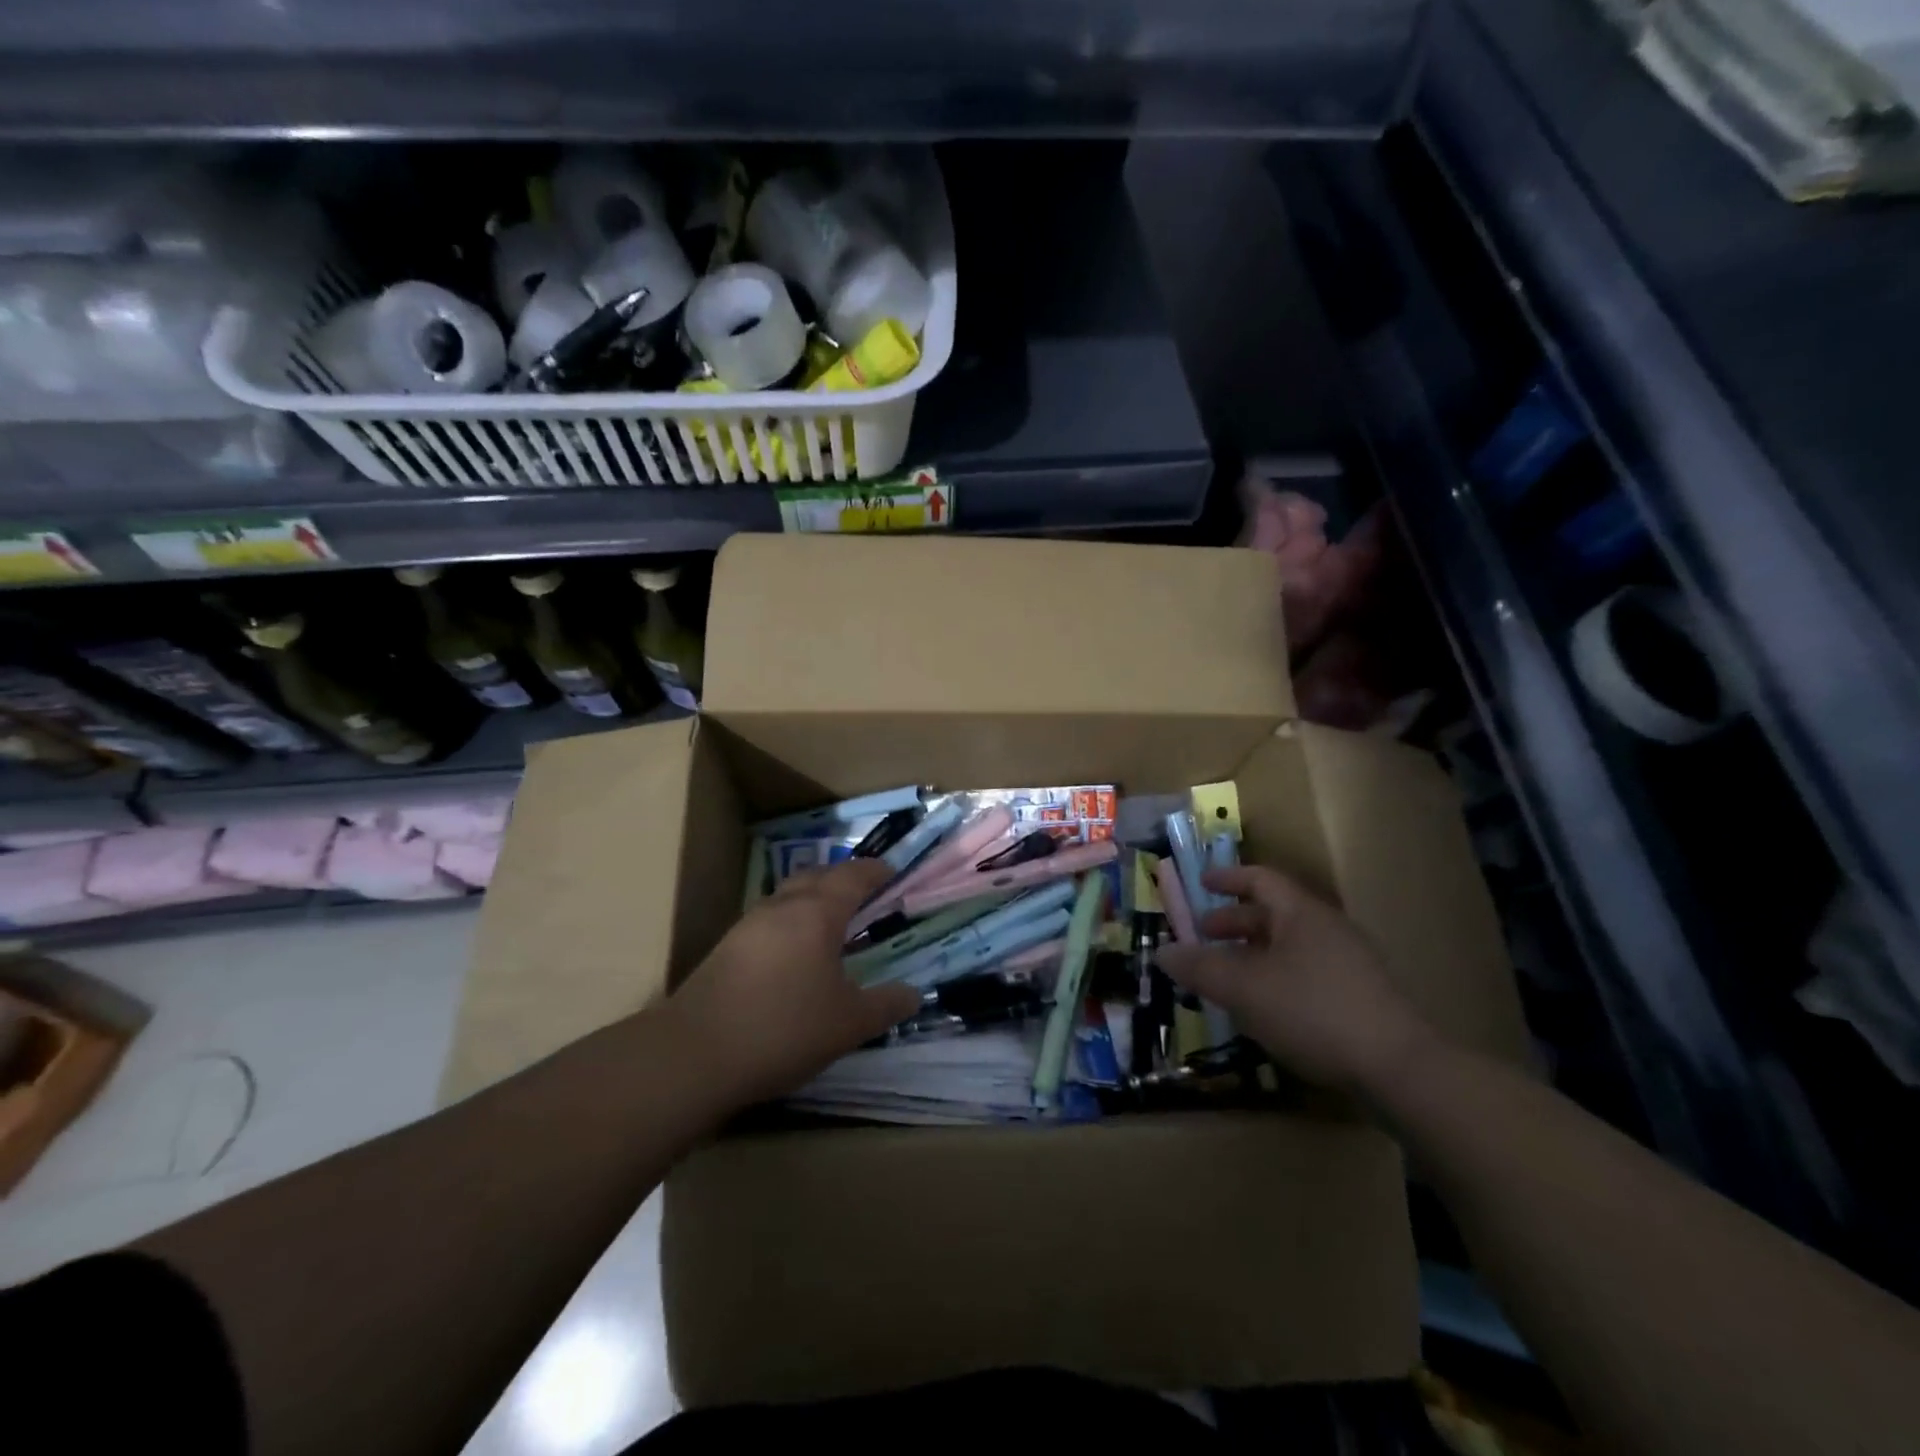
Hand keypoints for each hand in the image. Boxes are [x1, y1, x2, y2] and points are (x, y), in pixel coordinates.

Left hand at [668, 859, 921, 1106]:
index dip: (876, 872)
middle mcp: (782, 906)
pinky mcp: (726, 948)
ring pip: (789, 896)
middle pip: (817, 876)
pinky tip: (795, 955)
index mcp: (817, 912)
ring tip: (833, 925)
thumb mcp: (849, 1024)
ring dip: (813, 900)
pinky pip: (770, 920)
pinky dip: (791, 923)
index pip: (853, 876)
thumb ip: (886, 1005)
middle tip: (866, 896)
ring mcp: (748, 925)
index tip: (893, 873)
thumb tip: (913, 993)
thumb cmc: (784, 1028)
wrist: (695, 1054)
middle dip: (843, 879)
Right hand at [1157, 865, 1435, 1095]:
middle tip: (1204, 936)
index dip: (1228, 878)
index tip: (1201, 883)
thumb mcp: (1244, 988)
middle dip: (1234, 922)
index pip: (1260, 879)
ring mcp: (1350, 963)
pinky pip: (1306, 972)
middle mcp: (1327, 929)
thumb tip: (1162, 952)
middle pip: (1274, 913)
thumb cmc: (1313, 1011)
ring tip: (1227, 977)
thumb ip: (1200, 968)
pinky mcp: (1361, 997)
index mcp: (1301, 913)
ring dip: (1253, 954)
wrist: (1400, 1068)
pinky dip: (1276, 977)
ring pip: (1289, 945)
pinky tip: (1264, 1008)